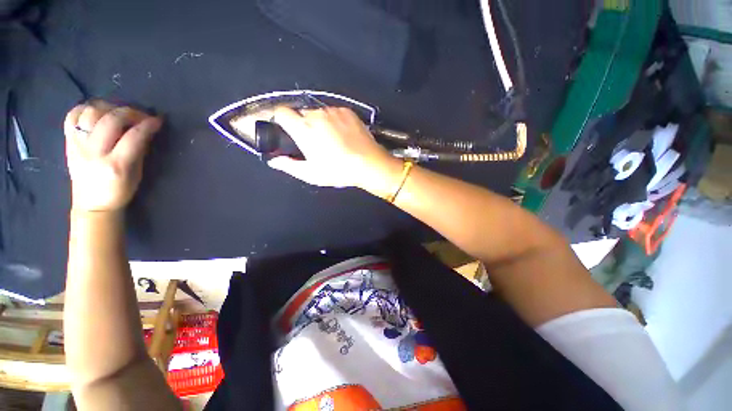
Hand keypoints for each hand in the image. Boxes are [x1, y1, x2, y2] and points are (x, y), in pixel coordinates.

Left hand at [64, 101, 161, 211]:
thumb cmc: (120, 191)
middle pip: (110, 120)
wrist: (92, 204)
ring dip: (108, 108)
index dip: (148, 125)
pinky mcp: (68, 142)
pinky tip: (97, 112)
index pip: (134, 137)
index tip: (158, 120)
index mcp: (115, 165)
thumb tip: (146, 130)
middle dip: (129, 112)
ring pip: (90, 112)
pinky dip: (85, 109)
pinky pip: (72, 116)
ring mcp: (77, 146)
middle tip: (140, 115)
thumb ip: (139, 150)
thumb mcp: (136, 174)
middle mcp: (94, 153)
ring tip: (118, 113)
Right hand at [268, 106, 396, 188]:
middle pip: (301, 114)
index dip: (280, 119)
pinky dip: (334, 120)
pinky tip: (343, 135)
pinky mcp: (348, 111)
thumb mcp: (311, 174)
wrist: (369, 164)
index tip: (285, 130)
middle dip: (302, 125)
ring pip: (319, 113)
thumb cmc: (338, 170)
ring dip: (320, 123)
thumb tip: (273, 160)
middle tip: (313, 142)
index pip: (281, 112)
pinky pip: (334, 112)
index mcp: (303, 128)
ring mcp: (334, 111)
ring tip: (332, 140)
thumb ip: (289, 165)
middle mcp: (317, 114)